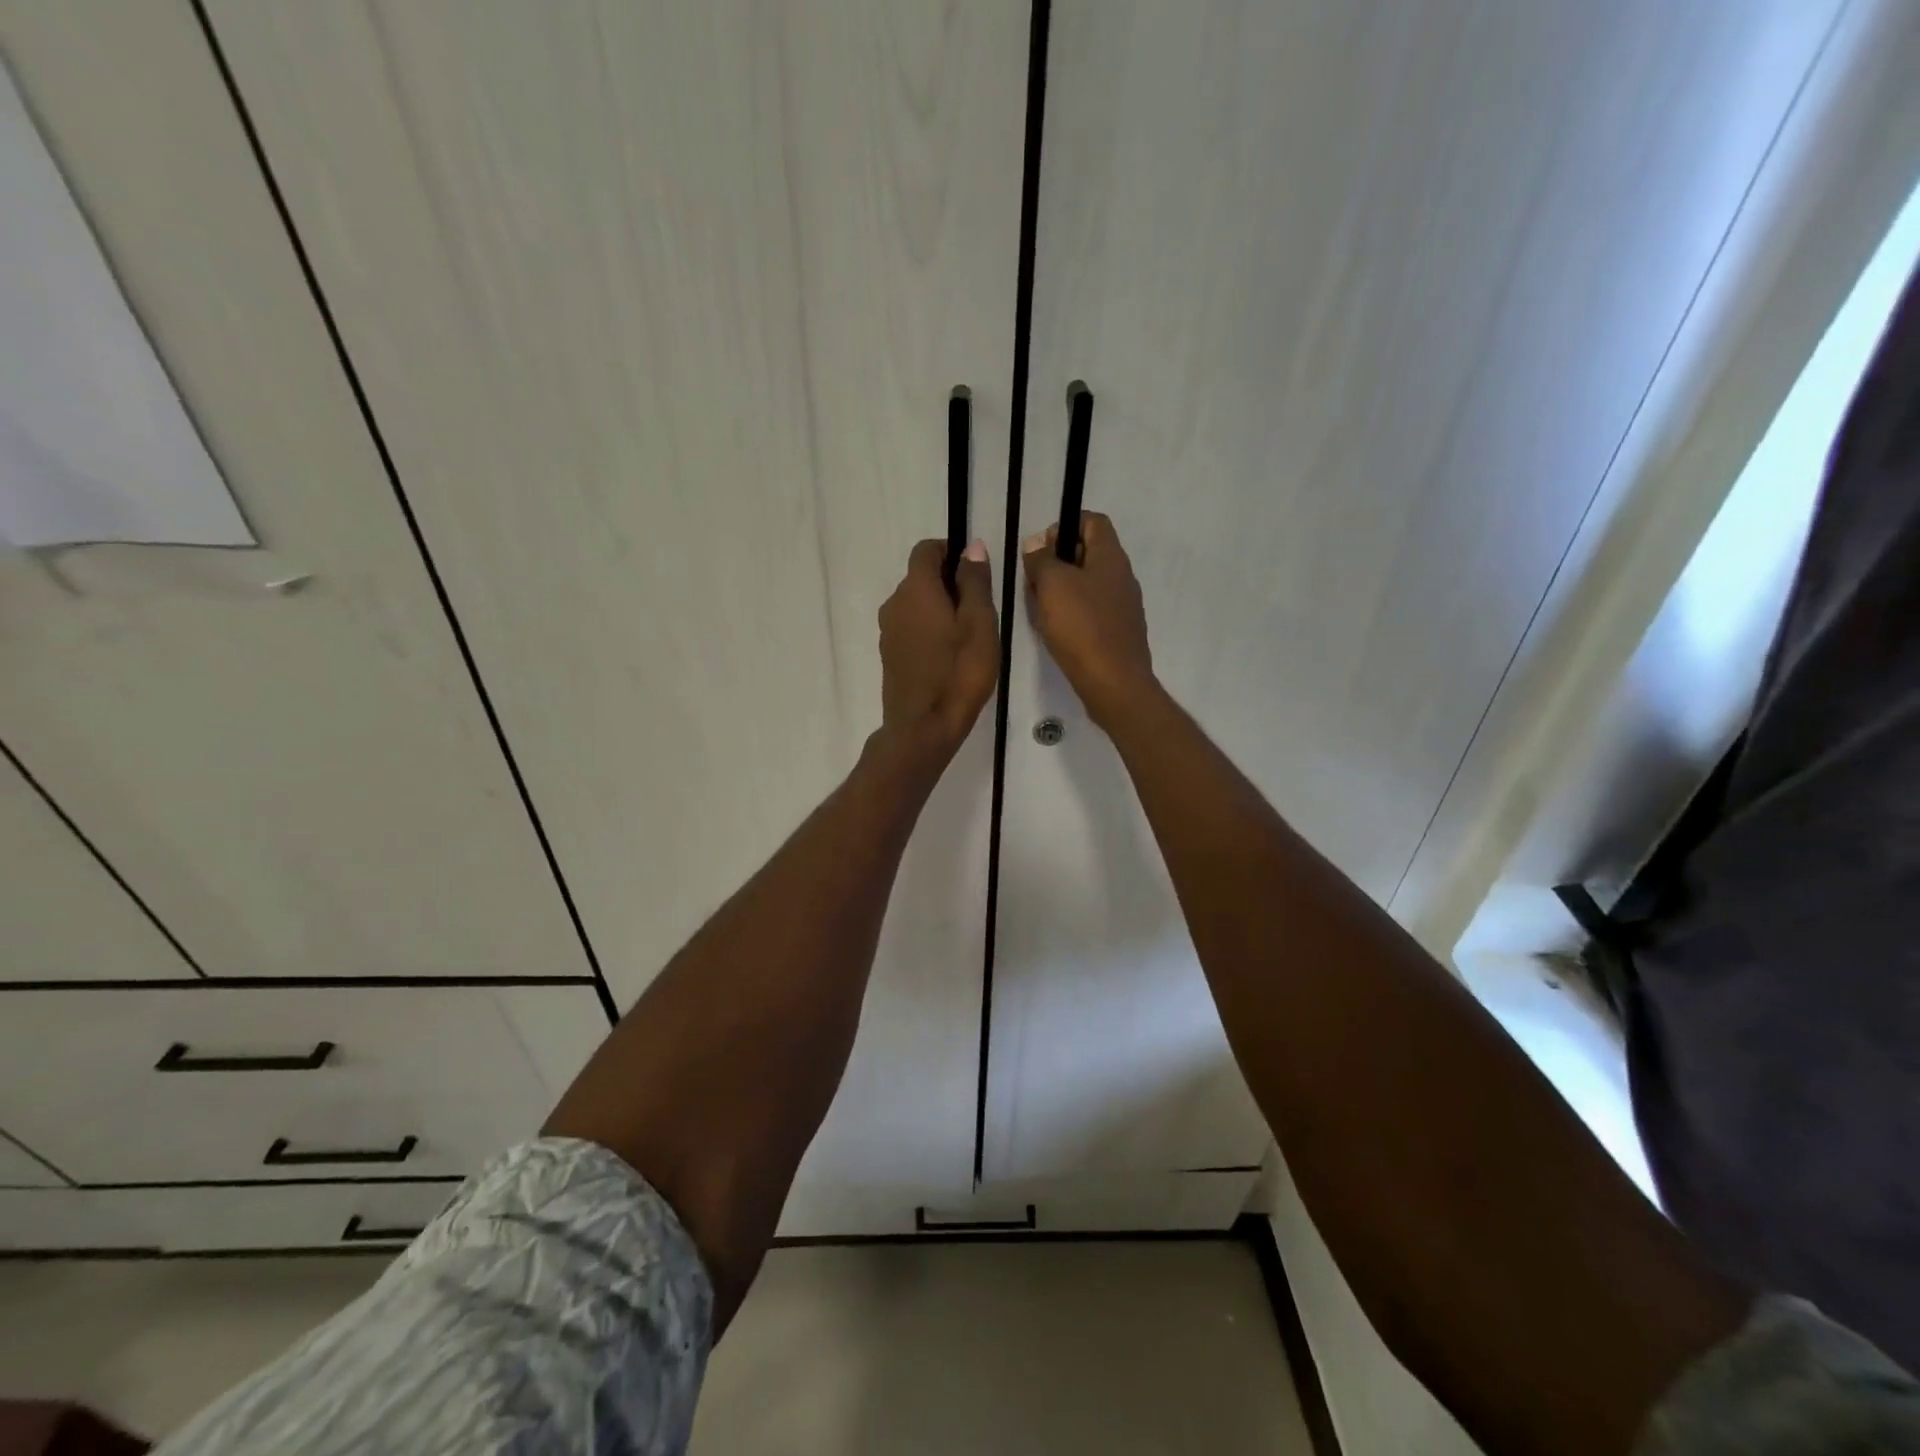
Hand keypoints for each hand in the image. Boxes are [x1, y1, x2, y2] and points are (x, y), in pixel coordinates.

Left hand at [878, 538, 998, 753]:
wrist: (923, 728)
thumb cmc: (958, 673)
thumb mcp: (979, 624)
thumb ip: (974, 582)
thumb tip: (971, 546)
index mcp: (916, 589)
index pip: (926, 550)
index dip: (951, 552)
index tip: (975, 573)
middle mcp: (894, 603)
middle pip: (920, 577)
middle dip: (948, 583)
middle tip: (979, 611)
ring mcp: (887, 631)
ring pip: (915, 605)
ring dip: (939, 609)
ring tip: (966, 637)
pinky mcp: (888, 655)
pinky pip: (910, 628)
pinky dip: (928, 630)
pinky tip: (948, 656)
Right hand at [1021, 512, 1155, 727]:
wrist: (1114, 684)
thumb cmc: (1082, 627)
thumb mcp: (1052, 585)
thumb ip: (1042, 560)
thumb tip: (1037, 543)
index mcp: (1111, 557)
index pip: (1093, 521)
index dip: (1066, 524)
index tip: (1041, 547)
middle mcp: (1122, 576)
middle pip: (1089, 553)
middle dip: (1058, 561)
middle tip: (1033, 580)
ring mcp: (1123, 606)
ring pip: (1089, 584)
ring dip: (1062, 589)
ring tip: (1039, 607)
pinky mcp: (1118, 632)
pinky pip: (1092, 611)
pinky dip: (1072, 612)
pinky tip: (1056, 630)